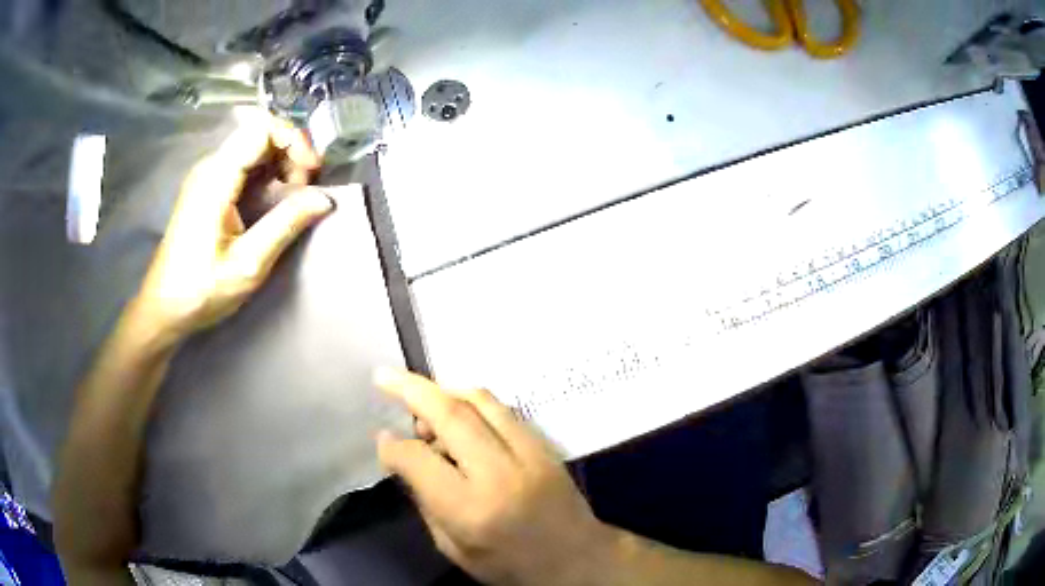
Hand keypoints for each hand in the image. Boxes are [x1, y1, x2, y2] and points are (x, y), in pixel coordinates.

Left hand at [133, 109, 332, 344]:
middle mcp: (210, 167)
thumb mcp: (247, 264)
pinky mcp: (208, 187)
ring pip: (254, 146)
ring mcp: (207, 176)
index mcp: (216, 178)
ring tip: (294, 196)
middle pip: (259, 132)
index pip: (261, 128)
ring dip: (281, 162)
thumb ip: (285, 225)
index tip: (312, 174)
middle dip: (291, 152)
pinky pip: (244, 163)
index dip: (294, 140)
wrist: (164, 308)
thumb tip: (325, 198)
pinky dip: (267, 173)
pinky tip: (274, 199)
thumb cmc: (200, 290)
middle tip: (305, 189)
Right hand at [375, 369, 615, 585]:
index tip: (382, 439)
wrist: (576, 559)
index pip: (418, 460)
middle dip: (410, 389)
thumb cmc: (509, 565)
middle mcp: (499, 473)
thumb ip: (425, 502)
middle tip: (385, 376)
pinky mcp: (544, 445)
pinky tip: (458, 413)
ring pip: (480, 401)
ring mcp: (528, 453)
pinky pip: (503, 409)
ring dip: (443, 391)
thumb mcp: (453, 548)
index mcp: (470, 509)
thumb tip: (403, 459)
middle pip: (450, 414)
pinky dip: (472, 402)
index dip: (393, 446)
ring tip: (421, 400)